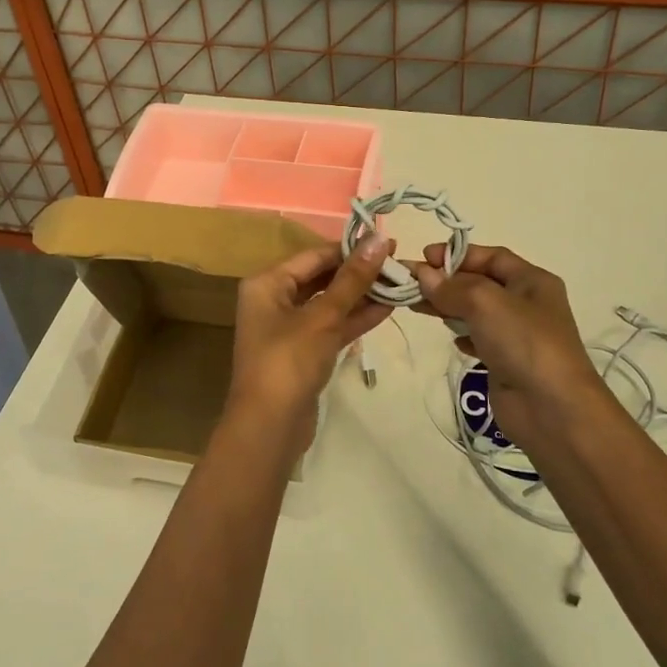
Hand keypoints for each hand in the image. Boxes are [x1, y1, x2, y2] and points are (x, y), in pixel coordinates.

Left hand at [223, 236, 394, 459]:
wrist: (269, 427)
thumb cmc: (289, 361)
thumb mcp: (323, 316)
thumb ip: (352, 279)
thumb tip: (378, 239)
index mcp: (267, 283)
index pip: (314, 255)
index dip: (350, 248)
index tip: (387, 242)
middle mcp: (274, 300)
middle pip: (321, 277)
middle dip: (358, 273)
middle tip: (397, 263)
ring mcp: (289, 328)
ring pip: (329, 303)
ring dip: (361, 295)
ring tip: (399, 284)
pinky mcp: (304, 352)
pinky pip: (332, 326)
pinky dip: (355, 319)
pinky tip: (386, 309)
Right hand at [412, 243, 613, 448]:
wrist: (552, 410)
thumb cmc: (524, 343)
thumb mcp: (486, 303)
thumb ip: (452, 287)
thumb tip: (422, 275)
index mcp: (532, 280)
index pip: (491, 257)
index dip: (457, 254)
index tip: (423, 258)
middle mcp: (527, 303)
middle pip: (480, 282)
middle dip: (446, 281)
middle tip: (411, 283)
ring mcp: (517, 334)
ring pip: (476, 311)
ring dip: (448, 306)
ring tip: (416, 306)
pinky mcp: (506, 362)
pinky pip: (479, 339)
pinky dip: (462, 334)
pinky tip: (452, 339)